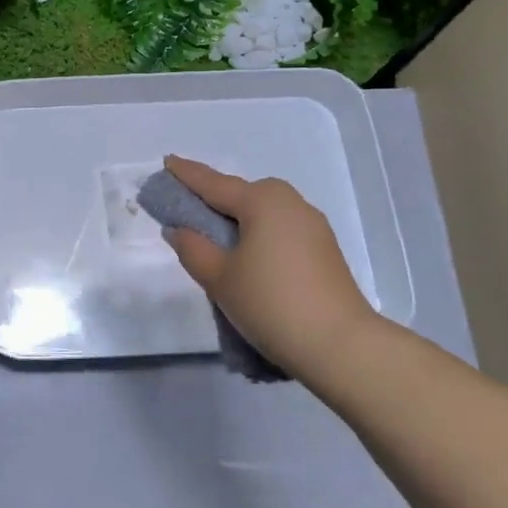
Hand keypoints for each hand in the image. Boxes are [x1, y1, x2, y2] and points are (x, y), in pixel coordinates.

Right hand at [161, 155, 384, 380]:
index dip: (187, 174)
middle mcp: (290, 203)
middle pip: (243, 193)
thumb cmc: (270, 303)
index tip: (167, 161)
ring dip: (239, 218)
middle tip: (188, 207)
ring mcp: (313, 226)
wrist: (340, 345)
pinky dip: (259, 234)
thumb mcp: (219, 277)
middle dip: (216, 197)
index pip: (213, 183)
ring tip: (215, 237)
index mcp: (262, 201)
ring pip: (264, 212)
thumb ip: (193, 248)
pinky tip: (248, 255)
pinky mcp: (324, 250)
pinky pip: (280, 229)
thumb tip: (179, 229)